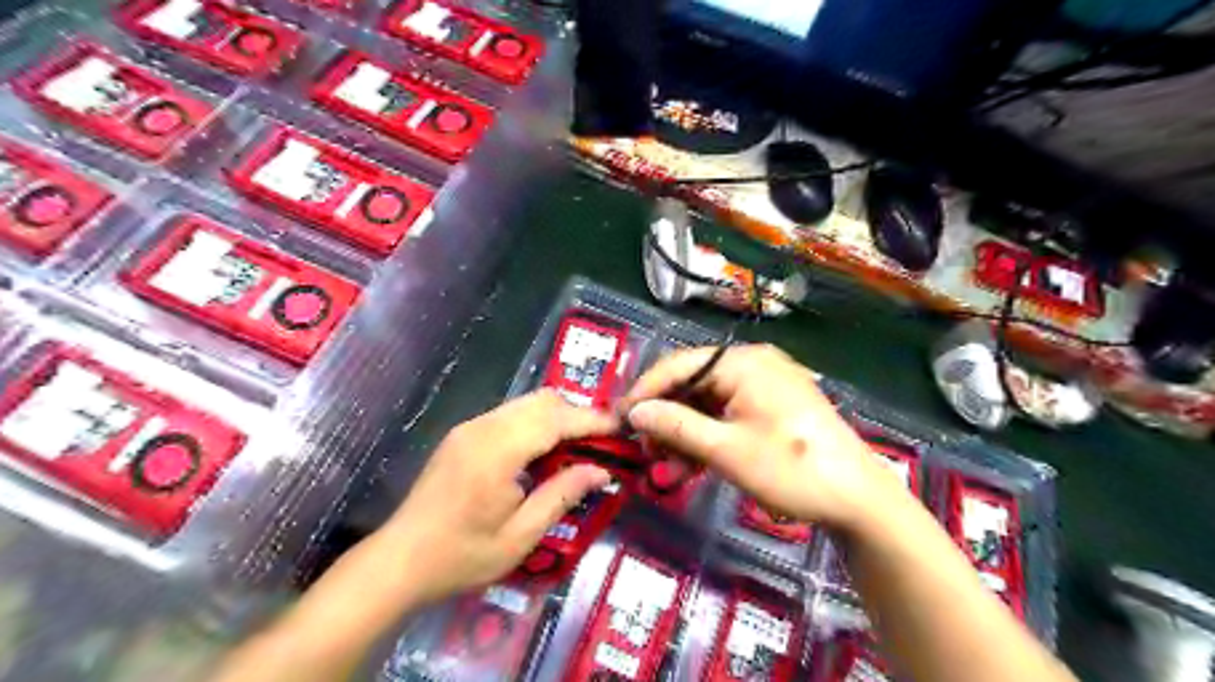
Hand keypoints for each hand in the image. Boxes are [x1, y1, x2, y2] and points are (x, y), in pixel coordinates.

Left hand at [377, 392, 616, 603]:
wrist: (398, 561)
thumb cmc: (461, 556)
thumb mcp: (519, 537)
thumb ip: (561, 496)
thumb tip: (600, 471)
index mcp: (496, 452)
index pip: (555, 419)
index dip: (591, 420)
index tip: (621, 428)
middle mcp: (483, 428)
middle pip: (542, 401)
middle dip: (576, 415)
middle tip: (601, 443)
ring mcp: (470, 427)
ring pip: (526, 404)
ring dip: (557, 417)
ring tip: (578, 448)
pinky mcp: (463, 434)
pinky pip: (510, 415)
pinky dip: (536, 423)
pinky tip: (543, 452)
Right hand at [621, 343, 893, 528]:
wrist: (859, 500)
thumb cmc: (791, 469)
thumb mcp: (726, 450)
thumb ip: (676, 426)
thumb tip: (634, 412)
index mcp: (743, 362)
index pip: (679, 366)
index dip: (644, 392)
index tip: (618, 419)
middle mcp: (752, 364)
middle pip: (692, 384)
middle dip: (665, 418)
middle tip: (644, 451)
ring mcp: (764, 386)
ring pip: (708, 404)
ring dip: (684, 434)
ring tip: (666, 468)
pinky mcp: (772, 408)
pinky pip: (727, 415)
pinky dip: (708, 438)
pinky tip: (692, 467)